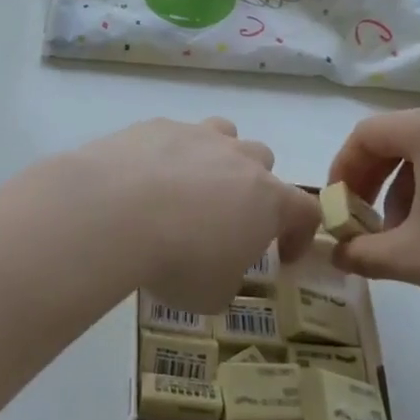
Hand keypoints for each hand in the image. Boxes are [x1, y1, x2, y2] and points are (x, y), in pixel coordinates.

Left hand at [43, 118, 321, 314]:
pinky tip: (143, 179)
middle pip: (262, 160)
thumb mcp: (212, 292)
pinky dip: (167, 155)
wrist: (114, 211)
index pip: (305, 210)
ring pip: (222, 134)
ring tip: (190, 186)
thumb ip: (227, 276)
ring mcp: (195, 135)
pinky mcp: (154, 126)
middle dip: (253, 186)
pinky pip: (172, 135)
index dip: (300, 233)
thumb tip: (218, 269)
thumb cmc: (177, 259)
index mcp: (267, 199)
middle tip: (228, 216)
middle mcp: (238, 158)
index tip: (284, 255)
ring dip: (216, 157)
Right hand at [327, 102, 419, 334]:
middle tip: (369, 225)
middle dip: (374, 183)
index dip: (340, 172)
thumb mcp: (413, 260)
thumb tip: (336, 253)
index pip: (365, 136)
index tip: (337, 210)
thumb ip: (362, 253)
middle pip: (399, 140)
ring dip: (409, 190)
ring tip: (416, 238)